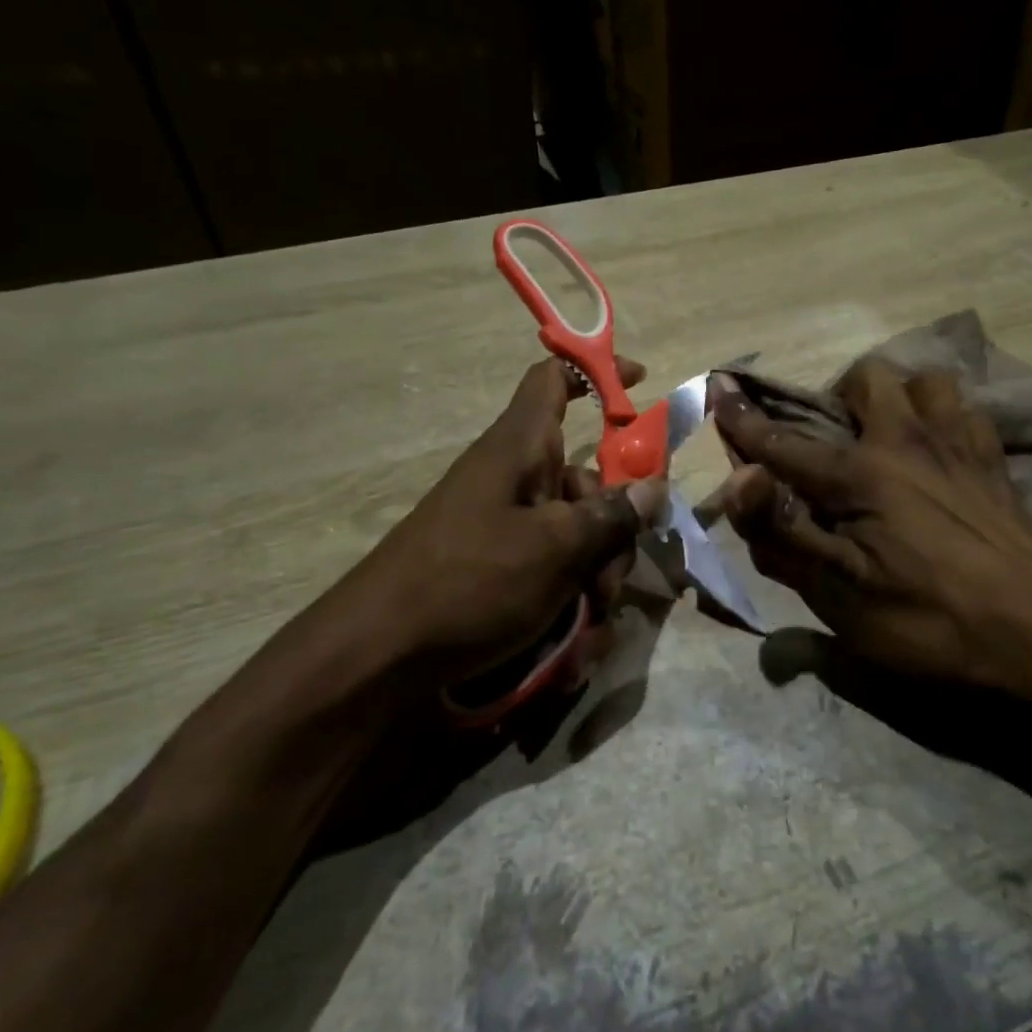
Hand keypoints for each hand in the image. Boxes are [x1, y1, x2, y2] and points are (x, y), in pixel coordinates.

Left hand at [345, 358, 665, 683]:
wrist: (377, 659)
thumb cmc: (469, 581)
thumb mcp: (554, 547)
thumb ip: (611, 516)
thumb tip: (653, 487)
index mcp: (521, 448)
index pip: (555, 379)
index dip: (597, 372)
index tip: (641, 384)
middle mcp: (516, 480)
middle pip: (586, 480)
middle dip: (614, 529)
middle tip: (613, 576)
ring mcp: (507, 529)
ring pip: (577, 536)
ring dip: (596, 578)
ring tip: (590, 622)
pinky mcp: (500, 572)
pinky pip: (553, 574)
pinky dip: (569, 606)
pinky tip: (573, 650)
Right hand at [710, 361, 1031, 703]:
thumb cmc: (932, 621)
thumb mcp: (842, 595)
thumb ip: (785, 533)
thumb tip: (739, 480)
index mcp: (861, 474)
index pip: (786, 441)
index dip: (746, 418)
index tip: (719, 387)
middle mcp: (908, 441)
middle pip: (867, 378)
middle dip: (838, 396)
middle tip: (831, 441)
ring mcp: (959, 445)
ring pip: (925, 380)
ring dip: (899, 397)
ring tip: (889, 436)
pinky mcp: (997, 462)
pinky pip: (968, 411)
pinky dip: (945, 416)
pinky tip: (941, 449)